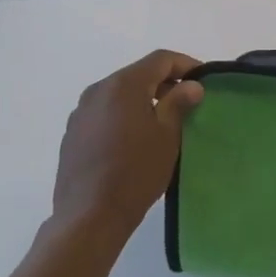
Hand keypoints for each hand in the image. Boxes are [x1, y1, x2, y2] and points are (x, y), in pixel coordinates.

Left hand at [49, 50, 204, 256]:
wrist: (89, 217)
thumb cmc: (136, 171)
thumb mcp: (167, 135)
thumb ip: (179, 102)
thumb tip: (192, 85)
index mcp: (123, 84)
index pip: (160, 59)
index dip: (186, 65)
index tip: (203, 81)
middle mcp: (98, 90)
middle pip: (138, 74)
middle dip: (165, 83)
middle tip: (187, 103)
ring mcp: (81, 112)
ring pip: (120, 94)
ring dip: (144, 100)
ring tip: (163, 122)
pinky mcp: (72, 134)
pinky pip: (105, 112)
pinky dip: (124, 115)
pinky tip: (135, 140)